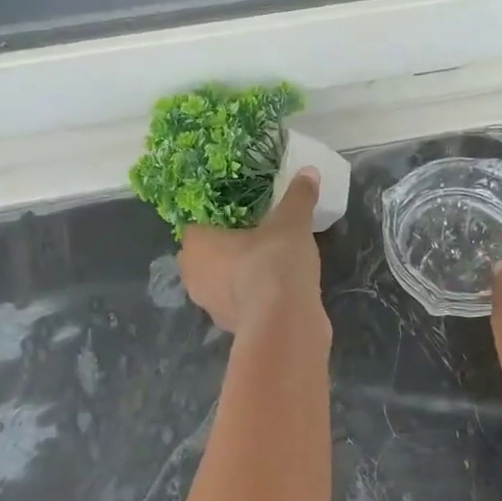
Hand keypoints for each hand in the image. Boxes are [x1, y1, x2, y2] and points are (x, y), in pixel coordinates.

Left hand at [179, 170, 327, 335]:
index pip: (196, 228)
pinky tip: (275, 292)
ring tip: (268, 266)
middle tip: (255, 239)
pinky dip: (251, 299)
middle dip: (225, 251)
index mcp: (196, 245)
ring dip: (237, 277)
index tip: (241, 220)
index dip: (216, 223)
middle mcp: (193, 276)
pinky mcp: (230, 329)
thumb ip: (298, 197)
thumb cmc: (273, 261)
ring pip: (220, 283)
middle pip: (205, 257)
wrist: (284, 321)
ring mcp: (209, 307)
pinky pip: (238, 305)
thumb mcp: (291, 222)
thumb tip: (309, 171)